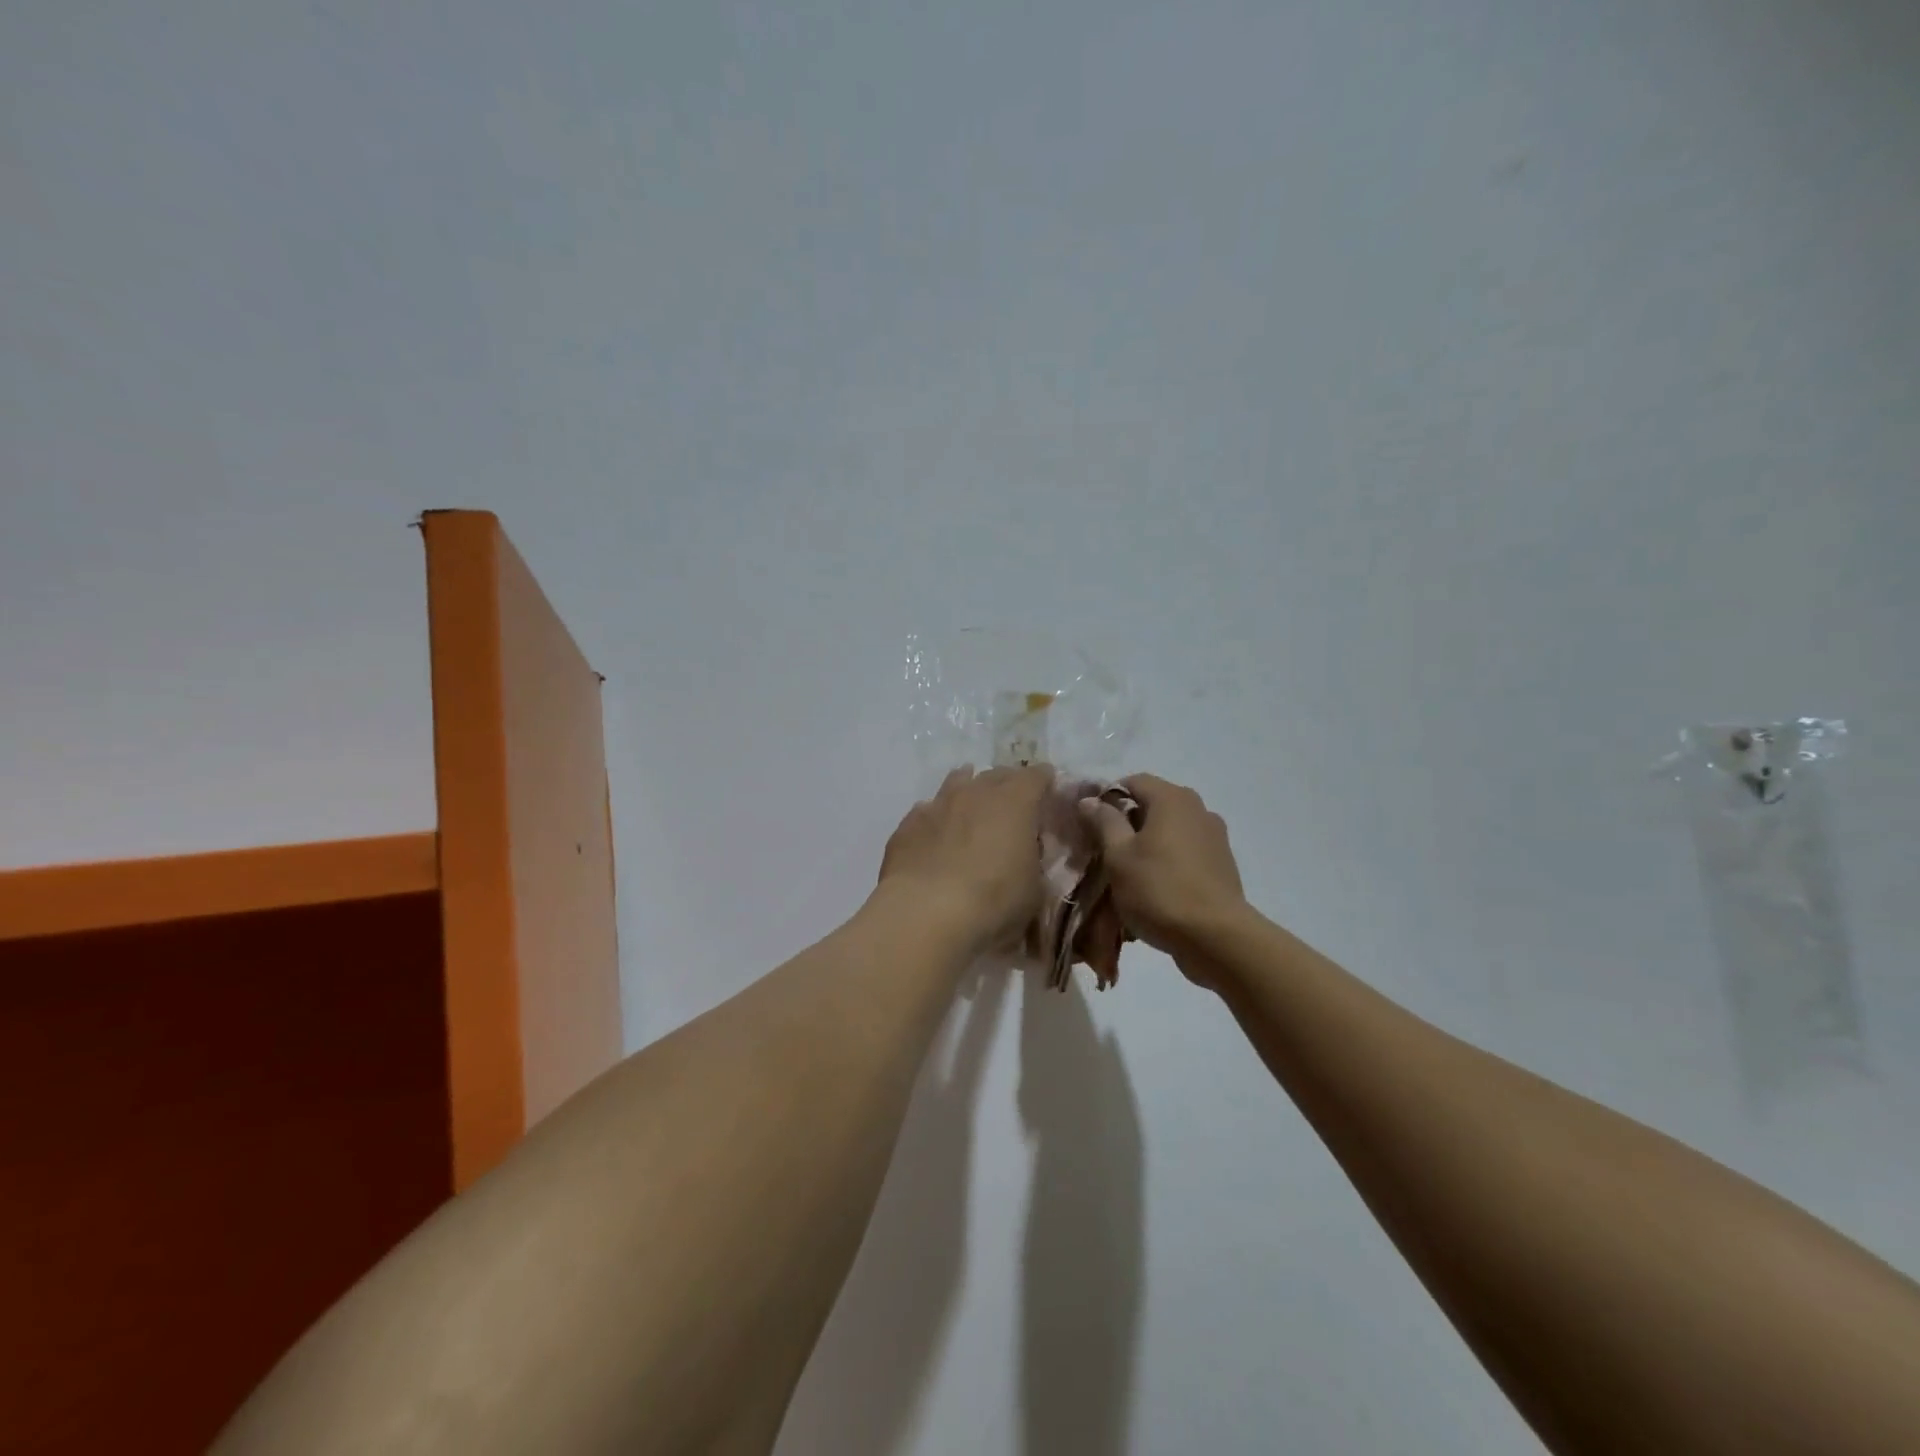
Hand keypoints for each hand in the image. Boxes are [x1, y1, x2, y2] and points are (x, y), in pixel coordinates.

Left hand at [878, 765, 1051, 952]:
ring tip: (972, 806)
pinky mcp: (907, 825)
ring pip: (957, 782)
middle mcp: (976, 793)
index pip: (1036, 776)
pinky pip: (928, 811)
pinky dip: (938, 818)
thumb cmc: (993, 902)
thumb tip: (1027, 858)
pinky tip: (936, 835)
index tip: (1049, 789)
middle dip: (1007, 784)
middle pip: (996, 775)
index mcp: (1015, 802)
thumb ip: (1034, 866)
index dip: (1044, 781)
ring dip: (968, 790)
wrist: (925, 913)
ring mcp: (938, 804)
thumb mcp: (1034, 892)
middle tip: (1013, 804)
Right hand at [1079, 773, 1248, 978]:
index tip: (1090, 825)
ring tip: (1129, 875)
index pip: (1132, 781)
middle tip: (1105, 851)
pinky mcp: (1222, 865)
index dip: (1107, 798)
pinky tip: (1155, 889)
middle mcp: (1198, 809)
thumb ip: (1104, 822)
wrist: (1216, 938)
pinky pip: (1186, 853)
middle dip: (1127, 824)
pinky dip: (1168, 863)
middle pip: (1153, 805)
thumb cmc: (1159, 890)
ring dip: (1148, 845)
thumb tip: (1091, 800)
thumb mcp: (1119, 856)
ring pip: (1170, 831)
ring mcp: (1214, 837)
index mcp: (1172, 799)